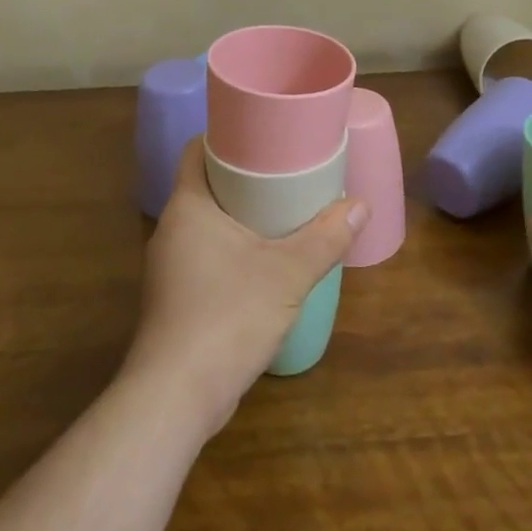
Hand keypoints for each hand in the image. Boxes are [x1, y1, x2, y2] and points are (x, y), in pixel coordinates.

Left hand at [123, 140, 365, 439]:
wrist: (176, 397)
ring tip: (284, 213)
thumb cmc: (228, 316)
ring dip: (242, 216)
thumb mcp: (287, 273)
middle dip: (245, 177)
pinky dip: (235, 249)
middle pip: (208, 185)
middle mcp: (172, 229)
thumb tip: (360, 205)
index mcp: (188, 206)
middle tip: (287, 171)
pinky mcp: (177, 298)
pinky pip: (208, 256)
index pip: (197, 150)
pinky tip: (265, 263)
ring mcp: (170, 267)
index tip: (264, 133)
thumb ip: (325, 238)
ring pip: (209, 223)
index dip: (227, 136)